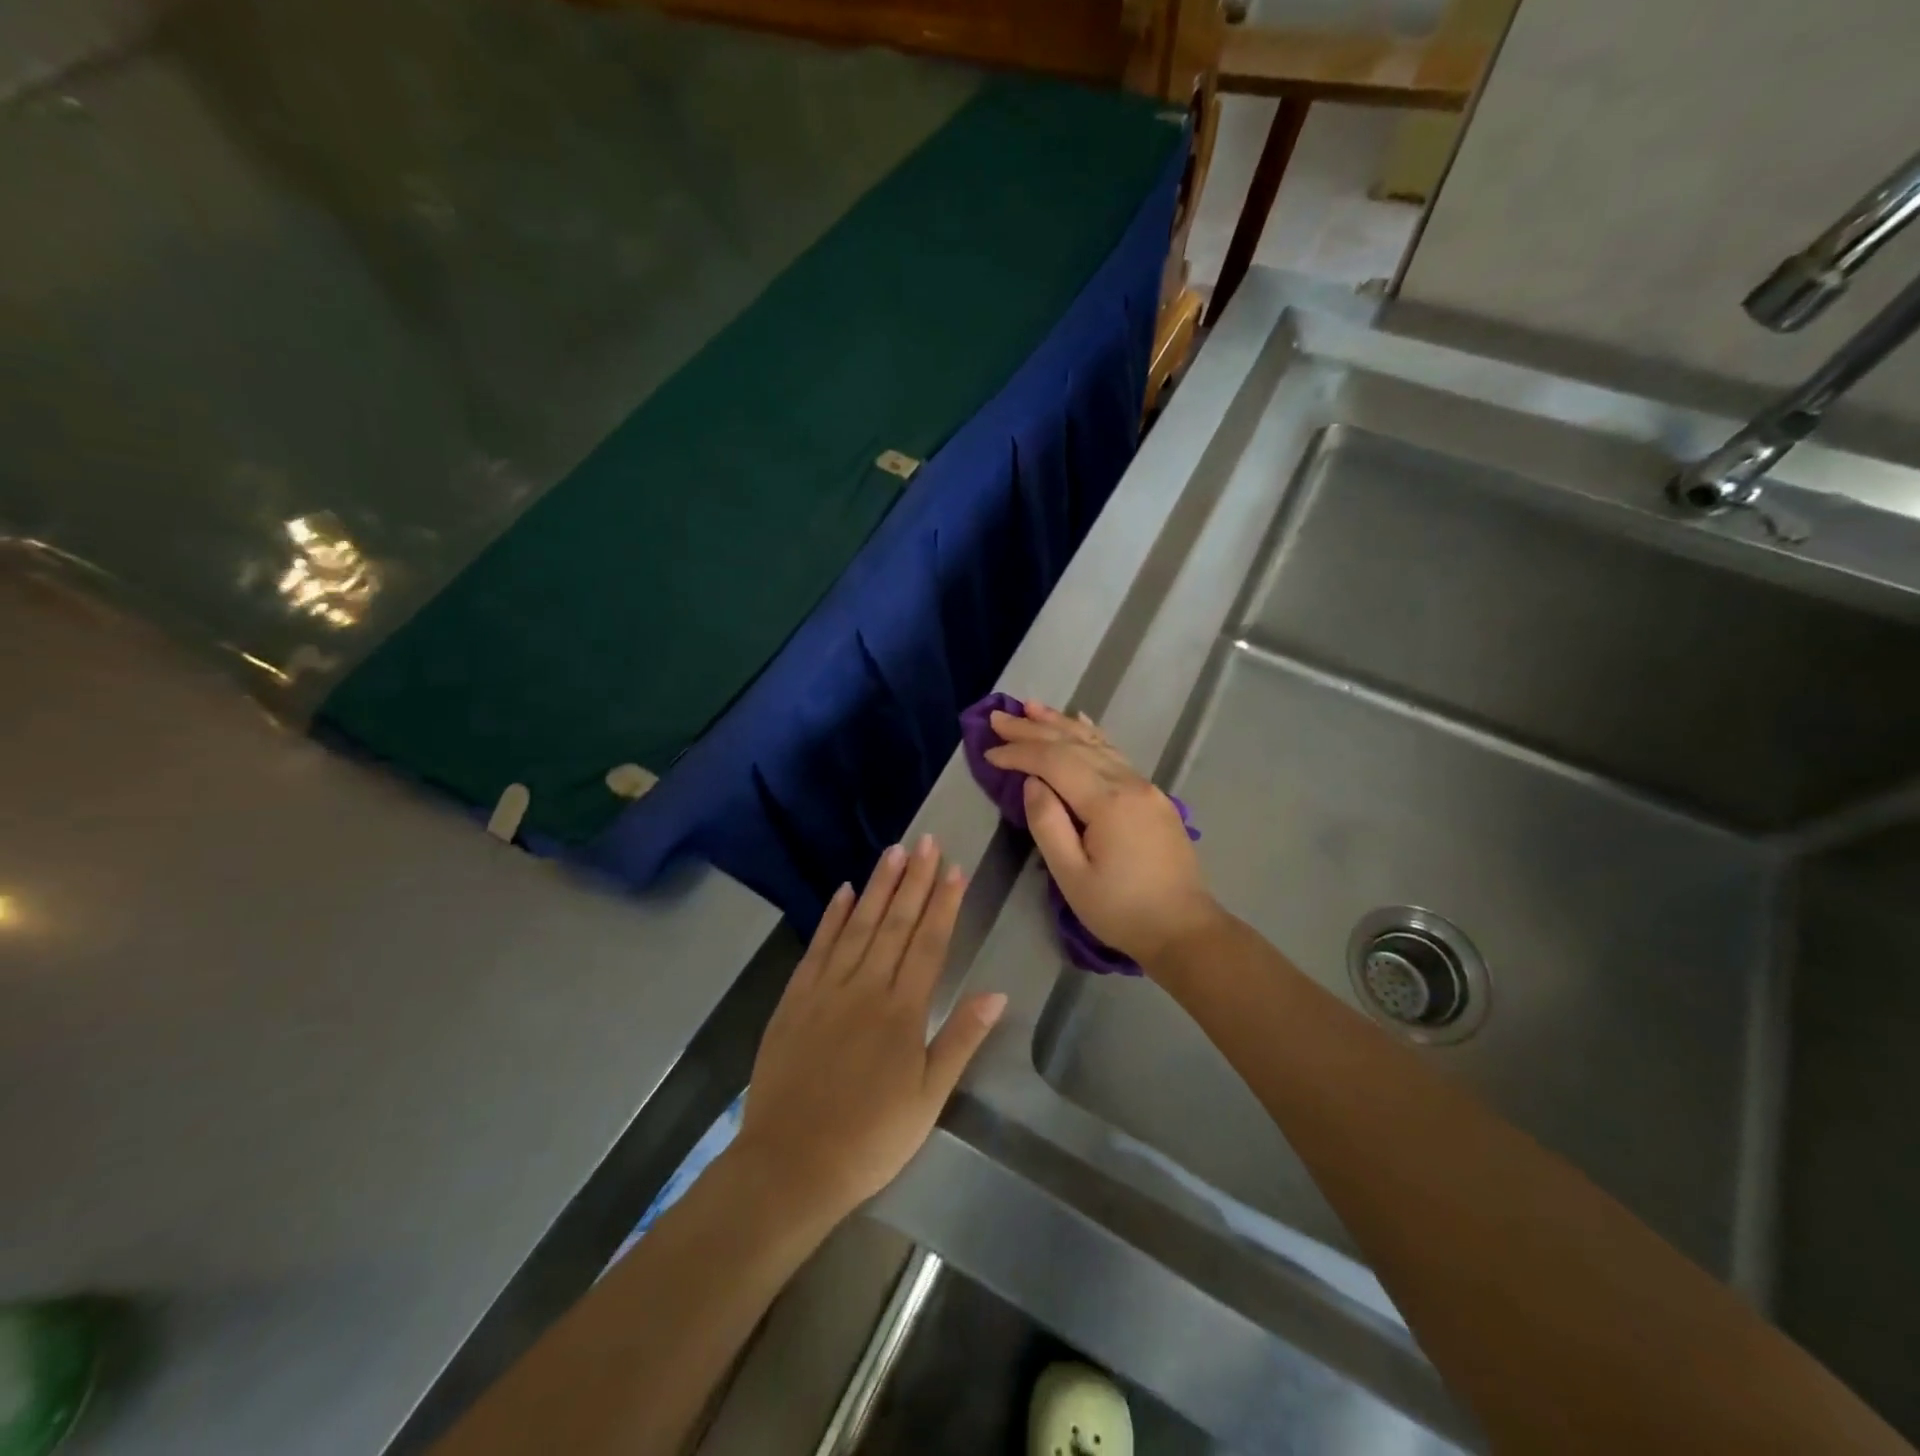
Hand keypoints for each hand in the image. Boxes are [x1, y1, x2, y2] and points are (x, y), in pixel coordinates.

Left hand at [734, 836, 1006, 1223]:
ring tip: (893, 851)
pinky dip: (832, 917)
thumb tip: (996, 993)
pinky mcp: (796, 998)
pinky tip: (844, 891)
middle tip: (926, 840)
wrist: (791, 1164)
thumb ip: (960, 1040)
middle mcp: (866, 987)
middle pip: (896, 923)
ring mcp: (827, 989)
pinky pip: (818, 947)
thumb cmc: (871, 1138)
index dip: (943, 903)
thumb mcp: (928, 1099)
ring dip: (878, 886)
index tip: (954, 868)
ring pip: (859, 925)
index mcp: (903, 1011)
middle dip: (914, 880)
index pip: (929, 943)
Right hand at [984, 701, 1221, 967]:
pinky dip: (1093, 736)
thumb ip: (1048, 824)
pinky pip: (1116, 754)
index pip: (1055, 762)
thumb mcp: (1072, 877)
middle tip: (999, 717)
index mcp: (1108, 802)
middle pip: (1074, 745)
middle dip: (1033, 729)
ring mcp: (1145, 786)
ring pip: (1097, 744)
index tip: (989, 752)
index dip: (1020, 753)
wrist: (1184, 930)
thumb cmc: (1122, 911)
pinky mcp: (1153, 797)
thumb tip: (1031, 783)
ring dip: (1061, 724)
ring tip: (1031, 707)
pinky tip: (1081, 723)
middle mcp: (1129, 783)